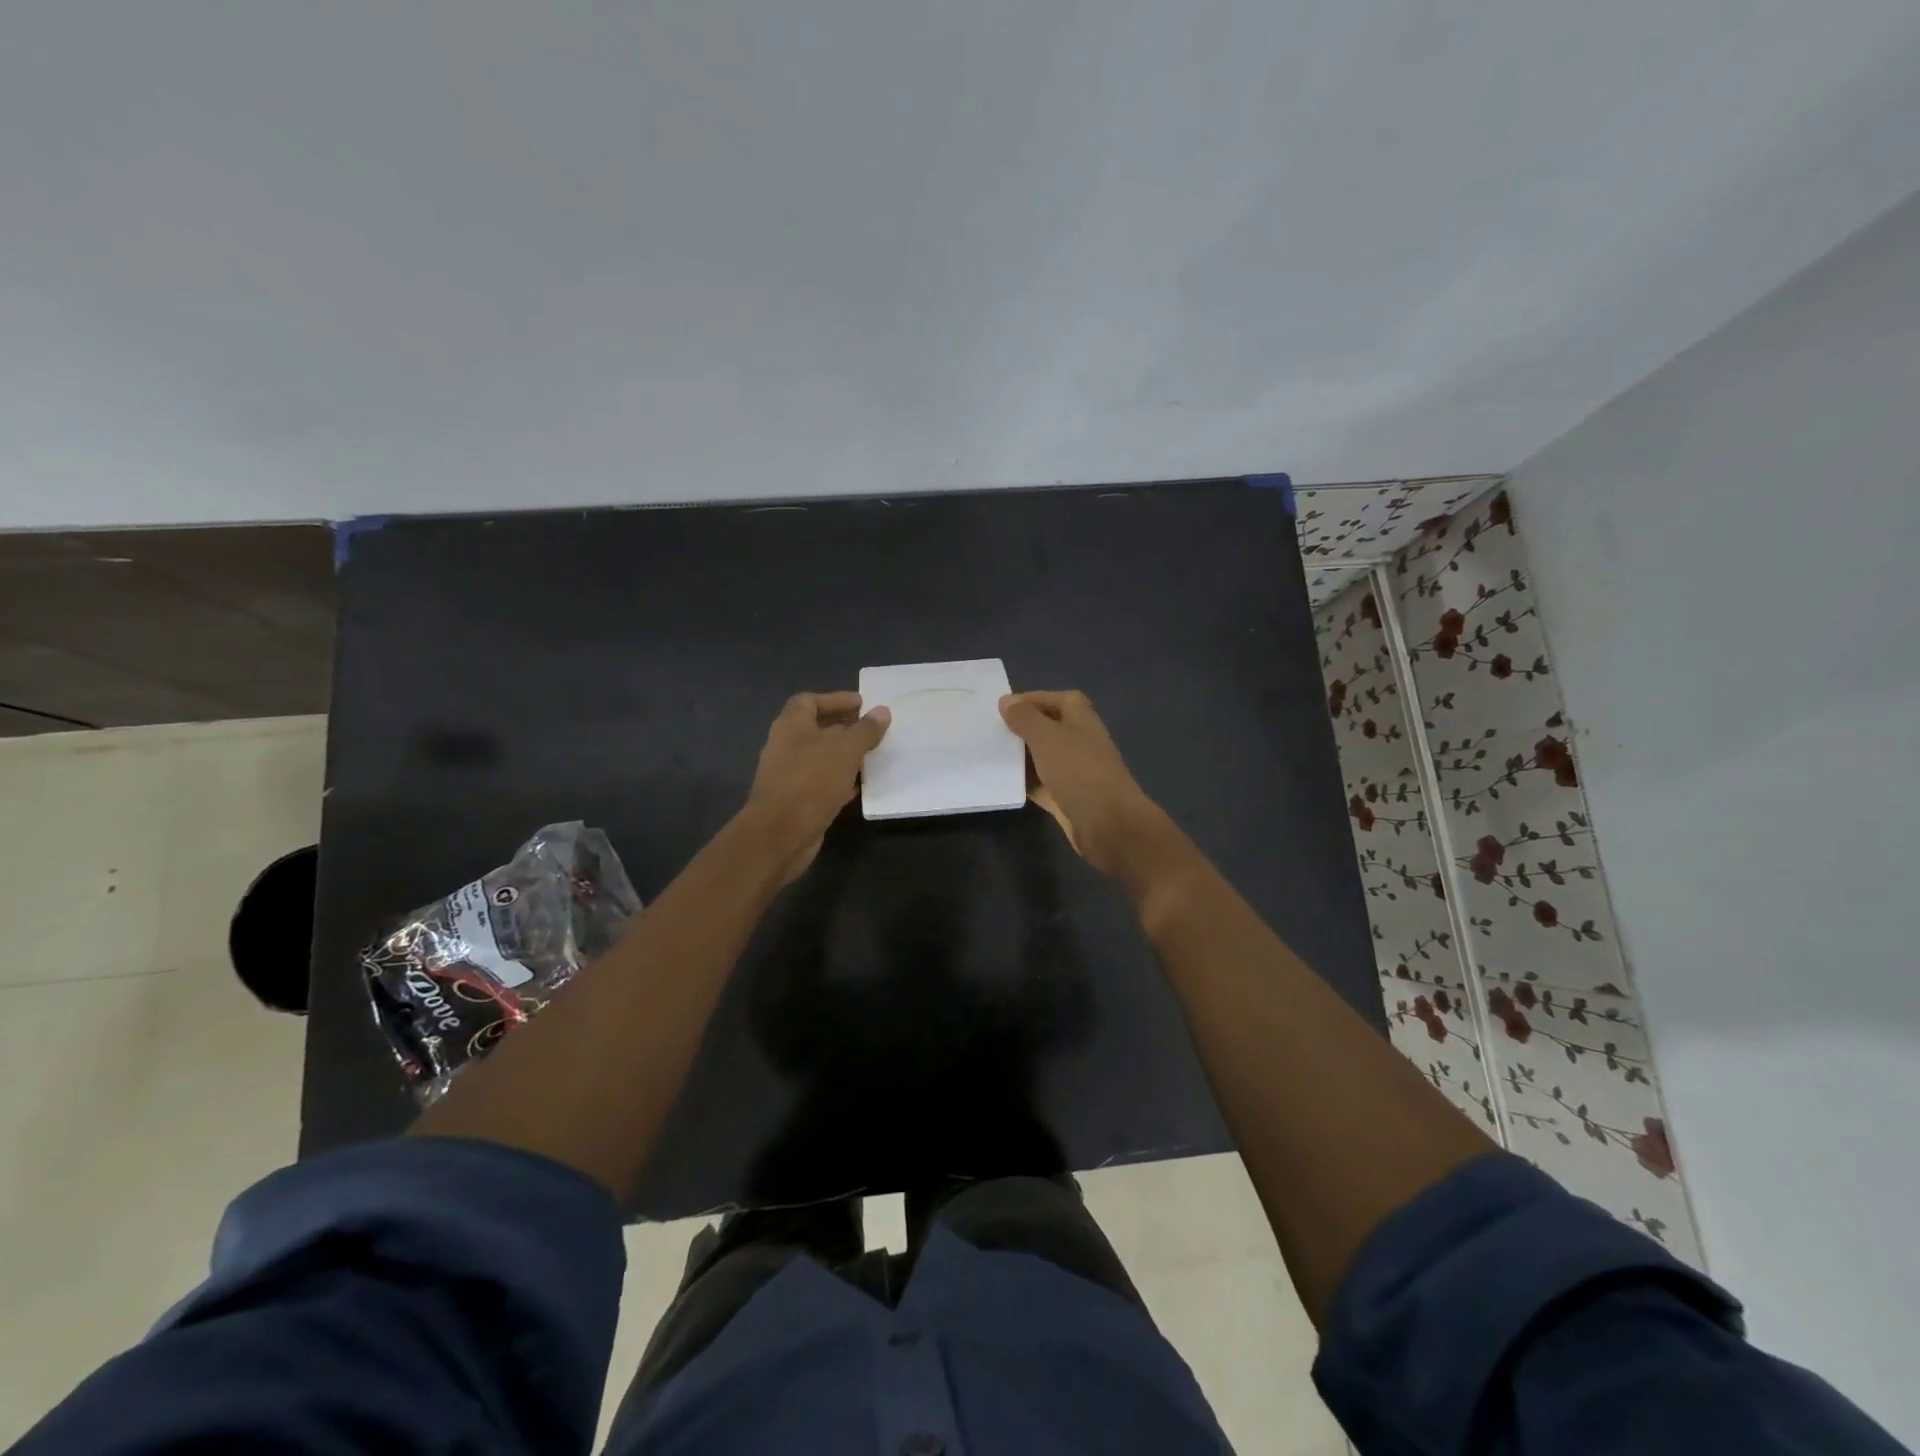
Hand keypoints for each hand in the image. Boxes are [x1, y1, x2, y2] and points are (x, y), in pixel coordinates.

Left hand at [744, 691, 889, 883]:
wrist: (780, 834)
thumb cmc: (811, 781)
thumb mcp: (845, 750)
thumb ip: (865, 730)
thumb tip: (882, 711)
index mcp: (791, 726)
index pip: (810, 701)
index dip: (835, 699)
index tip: (862, 704)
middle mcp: (787, 746)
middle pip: (817, 729)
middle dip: (845, 727)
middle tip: (873, 729)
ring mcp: (790, 774)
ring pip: (822, 757)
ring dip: (845, 755)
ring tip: (873, 755)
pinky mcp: (797, 800)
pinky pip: (822, 782)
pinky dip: (841, 780)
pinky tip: (861, 785)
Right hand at [999, 690, 1158, 876]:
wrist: (1108, 824)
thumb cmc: (1078, 771)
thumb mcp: (1046, 737)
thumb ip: (1025, 718)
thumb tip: (1007, 700)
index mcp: (1082, 720)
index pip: (1059, 699)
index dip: (1034, 699)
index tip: (1004, 707)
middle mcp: (1081, 742)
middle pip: (1050, 728)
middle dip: (1024, 728)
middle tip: (992, 731)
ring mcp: (1076, 772)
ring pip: (1045, 758)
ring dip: (1023, 757)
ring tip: (991, 754)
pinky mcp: (1069, 799)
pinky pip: (1043, 786)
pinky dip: (1027, 784)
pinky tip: (1004, 783)